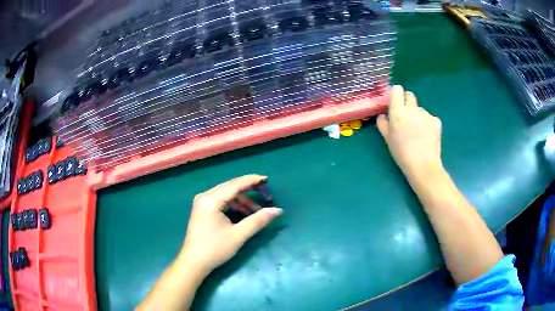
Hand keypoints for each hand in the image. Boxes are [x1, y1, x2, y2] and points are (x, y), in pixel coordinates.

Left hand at [180, 174, 281, 274]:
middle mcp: (205, 197)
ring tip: (256, 210)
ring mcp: (202, 203)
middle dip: (248, 189)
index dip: (252, 181)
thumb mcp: (238, 235)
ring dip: (241, 200)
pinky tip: (243, 213)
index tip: (267, 179)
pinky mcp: (202, 210)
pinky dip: (233, 205)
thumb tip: (278, 210)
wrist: (194, 262)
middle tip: (265, 192)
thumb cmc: (215, 249)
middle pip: (230, 187)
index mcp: (211, 200)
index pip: (235, 184)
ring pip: (226, 195)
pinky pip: (221, 201)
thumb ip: (258, 220)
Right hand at [376, 85, 442, 180]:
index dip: (396, 94)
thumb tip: (382, 115)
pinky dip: (427, 123)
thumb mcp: (388, 140)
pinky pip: (429, 117)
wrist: (423, 166)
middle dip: (407, 102)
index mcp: (398, 111)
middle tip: (406, 117)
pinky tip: (426, 136)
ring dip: (417, 115)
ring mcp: (426, 114)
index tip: (395, 102)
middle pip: (410, 95)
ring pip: (420, 109)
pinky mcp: (436, 120)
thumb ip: (383, 124)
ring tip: (417, 132)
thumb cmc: (402, 153)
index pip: (397, 90)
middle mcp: (412, 108)